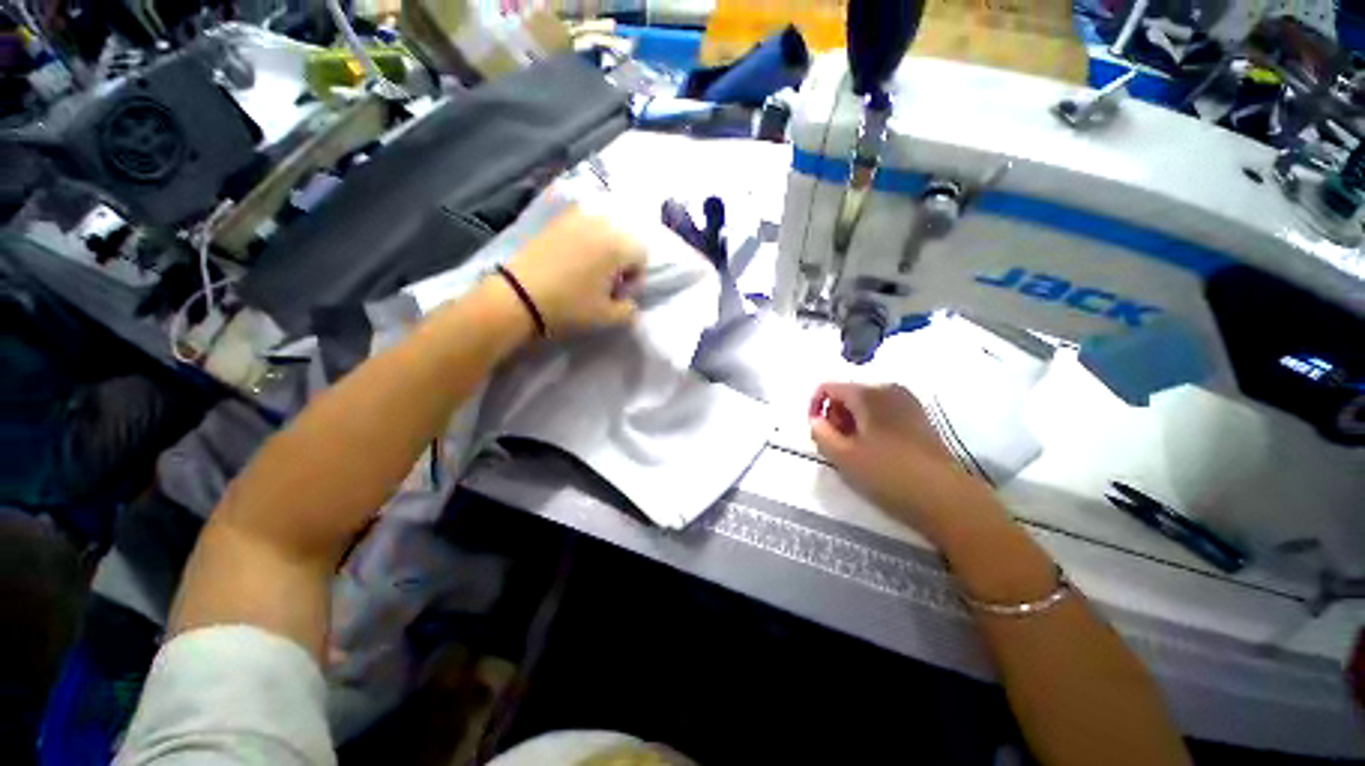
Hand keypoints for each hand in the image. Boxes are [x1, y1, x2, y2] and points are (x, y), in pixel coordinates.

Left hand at [502, 206, 645, 334]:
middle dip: (621, 261)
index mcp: (618, 245)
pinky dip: (585, 241)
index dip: (635, 277)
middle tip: (606, 284)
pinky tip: (571, 261)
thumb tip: (629, 303)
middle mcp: (601, 223)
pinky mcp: (556, 221)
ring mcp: (575, 218)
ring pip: (603, 231)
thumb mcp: (607, 317)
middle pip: (624, 240)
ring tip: (588, 272)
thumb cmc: (570, 307)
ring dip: (604, 251)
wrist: (518, 296)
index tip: (619, 294)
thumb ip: (629, 311)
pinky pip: (581, 227)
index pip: (642, 255)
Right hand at [809, 382, 999, 543]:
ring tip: (855, 451)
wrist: (945, 497)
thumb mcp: (842, 456)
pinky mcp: (920, 417)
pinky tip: (875, 450)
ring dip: (852, 423)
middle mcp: (888, 389)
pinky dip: (871, 426)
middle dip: (835, 416)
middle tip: (836, 445)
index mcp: (867, 393)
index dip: (815, 407)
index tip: (816, 432)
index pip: (827, 388)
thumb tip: (816, 421)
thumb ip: (820, 433)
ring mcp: (908, 402)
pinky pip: (883, 412)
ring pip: (865, 404)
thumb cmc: (887, 473)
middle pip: (847, 394)